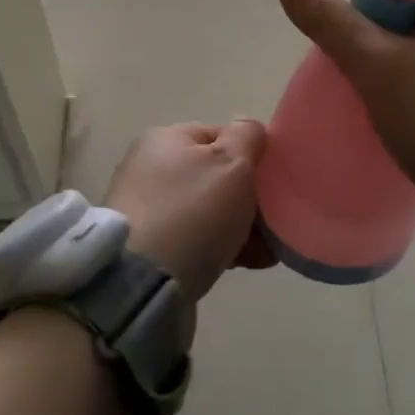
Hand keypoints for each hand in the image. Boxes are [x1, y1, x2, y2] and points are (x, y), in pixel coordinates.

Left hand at [105, 121, 273, 301]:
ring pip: (208, 211)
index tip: (272, 184)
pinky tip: (246, 264)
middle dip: (249, 199)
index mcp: (165, 139)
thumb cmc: (192, 213)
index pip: (220, 135)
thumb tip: (248, 128)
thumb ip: (247, 136)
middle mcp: (149, 168)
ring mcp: (145, 210)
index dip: (251, 156)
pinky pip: (194, 239)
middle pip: (215, 176)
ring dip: (240, 227)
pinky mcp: (147, 248)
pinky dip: (220, 247)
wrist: (141, 286)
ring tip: (265, 252)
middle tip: (273, 223)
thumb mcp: (231, 163)